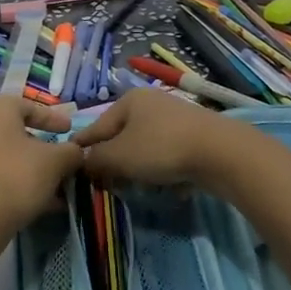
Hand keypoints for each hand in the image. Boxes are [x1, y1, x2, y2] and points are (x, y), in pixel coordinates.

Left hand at [0, 96, 83, 233]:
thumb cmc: (17, 176)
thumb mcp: (56, 161)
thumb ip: (71, 151)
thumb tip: (77, 152)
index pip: (30, 107)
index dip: (54, 119)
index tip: (70, 130)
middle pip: (18, 132)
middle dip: (44, 148)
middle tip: (63, 159)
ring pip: (8, 156)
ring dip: (33, 168)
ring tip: (57, 186)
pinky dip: (18, 181)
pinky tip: (40, 202)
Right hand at [73, 88, 242, 187]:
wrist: (220, 152)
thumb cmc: (161, 148)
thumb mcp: (119, 156)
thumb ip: (95, 160)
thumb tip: (83, 162)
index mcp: (129, 100)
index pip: (96, 127)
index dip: (82, 147)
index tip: (70, 164)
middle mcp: (151, 103)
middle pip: (121, 137)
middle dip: (113, 162)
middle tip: (106, 184)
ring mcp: (175, 118)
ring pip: (144, 147)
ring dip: (137, 168)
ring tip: (135, 188)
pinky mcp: (194, 136)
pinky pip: (167, 155)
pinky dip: (162, 169)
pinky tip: (165, 186)